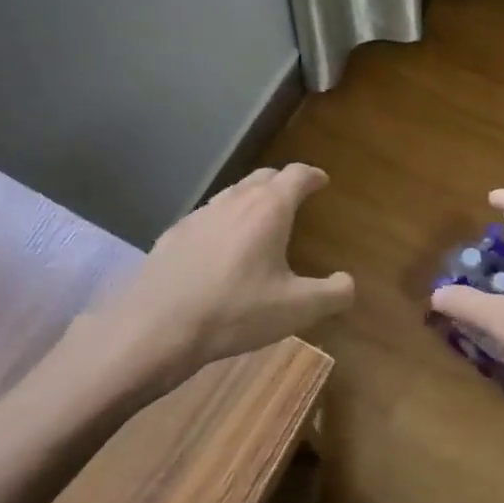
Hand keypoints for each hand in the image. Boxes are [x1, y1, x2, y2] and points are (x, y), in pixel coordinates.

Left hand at [94, 164, 353, 381]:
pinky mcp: (173, 235)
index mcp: (268, 209)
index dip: (312, 175)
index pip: (296, 175)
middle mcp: (233, 201)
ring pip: (232, 194)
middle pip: (262, 177)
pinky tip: (220, 248)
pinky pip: (207, 217)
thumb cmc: (235, 311)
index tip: (322, 180)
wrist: (156, 326)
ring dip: (250, 199)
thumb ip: (333, 294)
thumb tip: (347, 282)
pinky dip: (223, 222)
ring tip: (260, 219)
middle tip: (294, 195)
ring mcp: (199, 215)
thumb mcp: (297, 310)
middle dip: (282, 182)